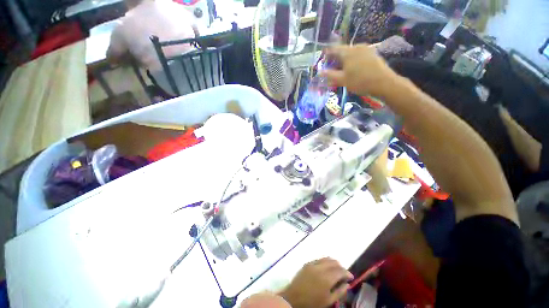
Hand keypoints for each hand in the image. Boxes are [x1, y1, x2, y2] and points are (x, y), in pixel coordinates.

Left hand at [279, 258, 352, 307]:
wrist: (293, 298)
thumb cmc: (312, 302)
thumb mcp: (328, 301)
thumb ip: (339, 292)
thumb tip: (347, 284)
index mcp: (327, 278)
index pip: (340, 271)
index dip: (347, 273)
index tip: (351, 277)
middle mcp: (320, 267)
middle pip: (333, 262)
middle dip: (340, 267)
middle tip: (344, 274)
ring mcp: (312, 264)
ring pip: (326, 258)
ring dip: (333, 263)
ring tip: (336, 270)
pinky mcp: (307, 263)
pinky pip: (319, 259)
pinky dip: (325, 262)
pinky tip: (326, 268)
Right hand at [321, 44, 397, 97]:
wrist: (383, 82)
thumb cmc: (360, 81)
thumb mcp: (342, 80)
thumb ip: (330, 75)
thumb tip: (319, 72)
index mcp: (347, 52)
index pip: (333, 49)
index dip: (326, 55)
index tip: (323, 61)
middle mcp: (356, 47)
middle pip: (342, 51)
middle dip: (335, 59)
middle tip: (332, 69)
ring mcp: (366, 49)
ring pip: (350, 53)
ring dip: (344, 61)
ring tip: (342, 71)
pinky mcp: (372, 53)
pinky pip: (358, 55)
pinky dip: (352, 61)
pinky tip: (353, 70)